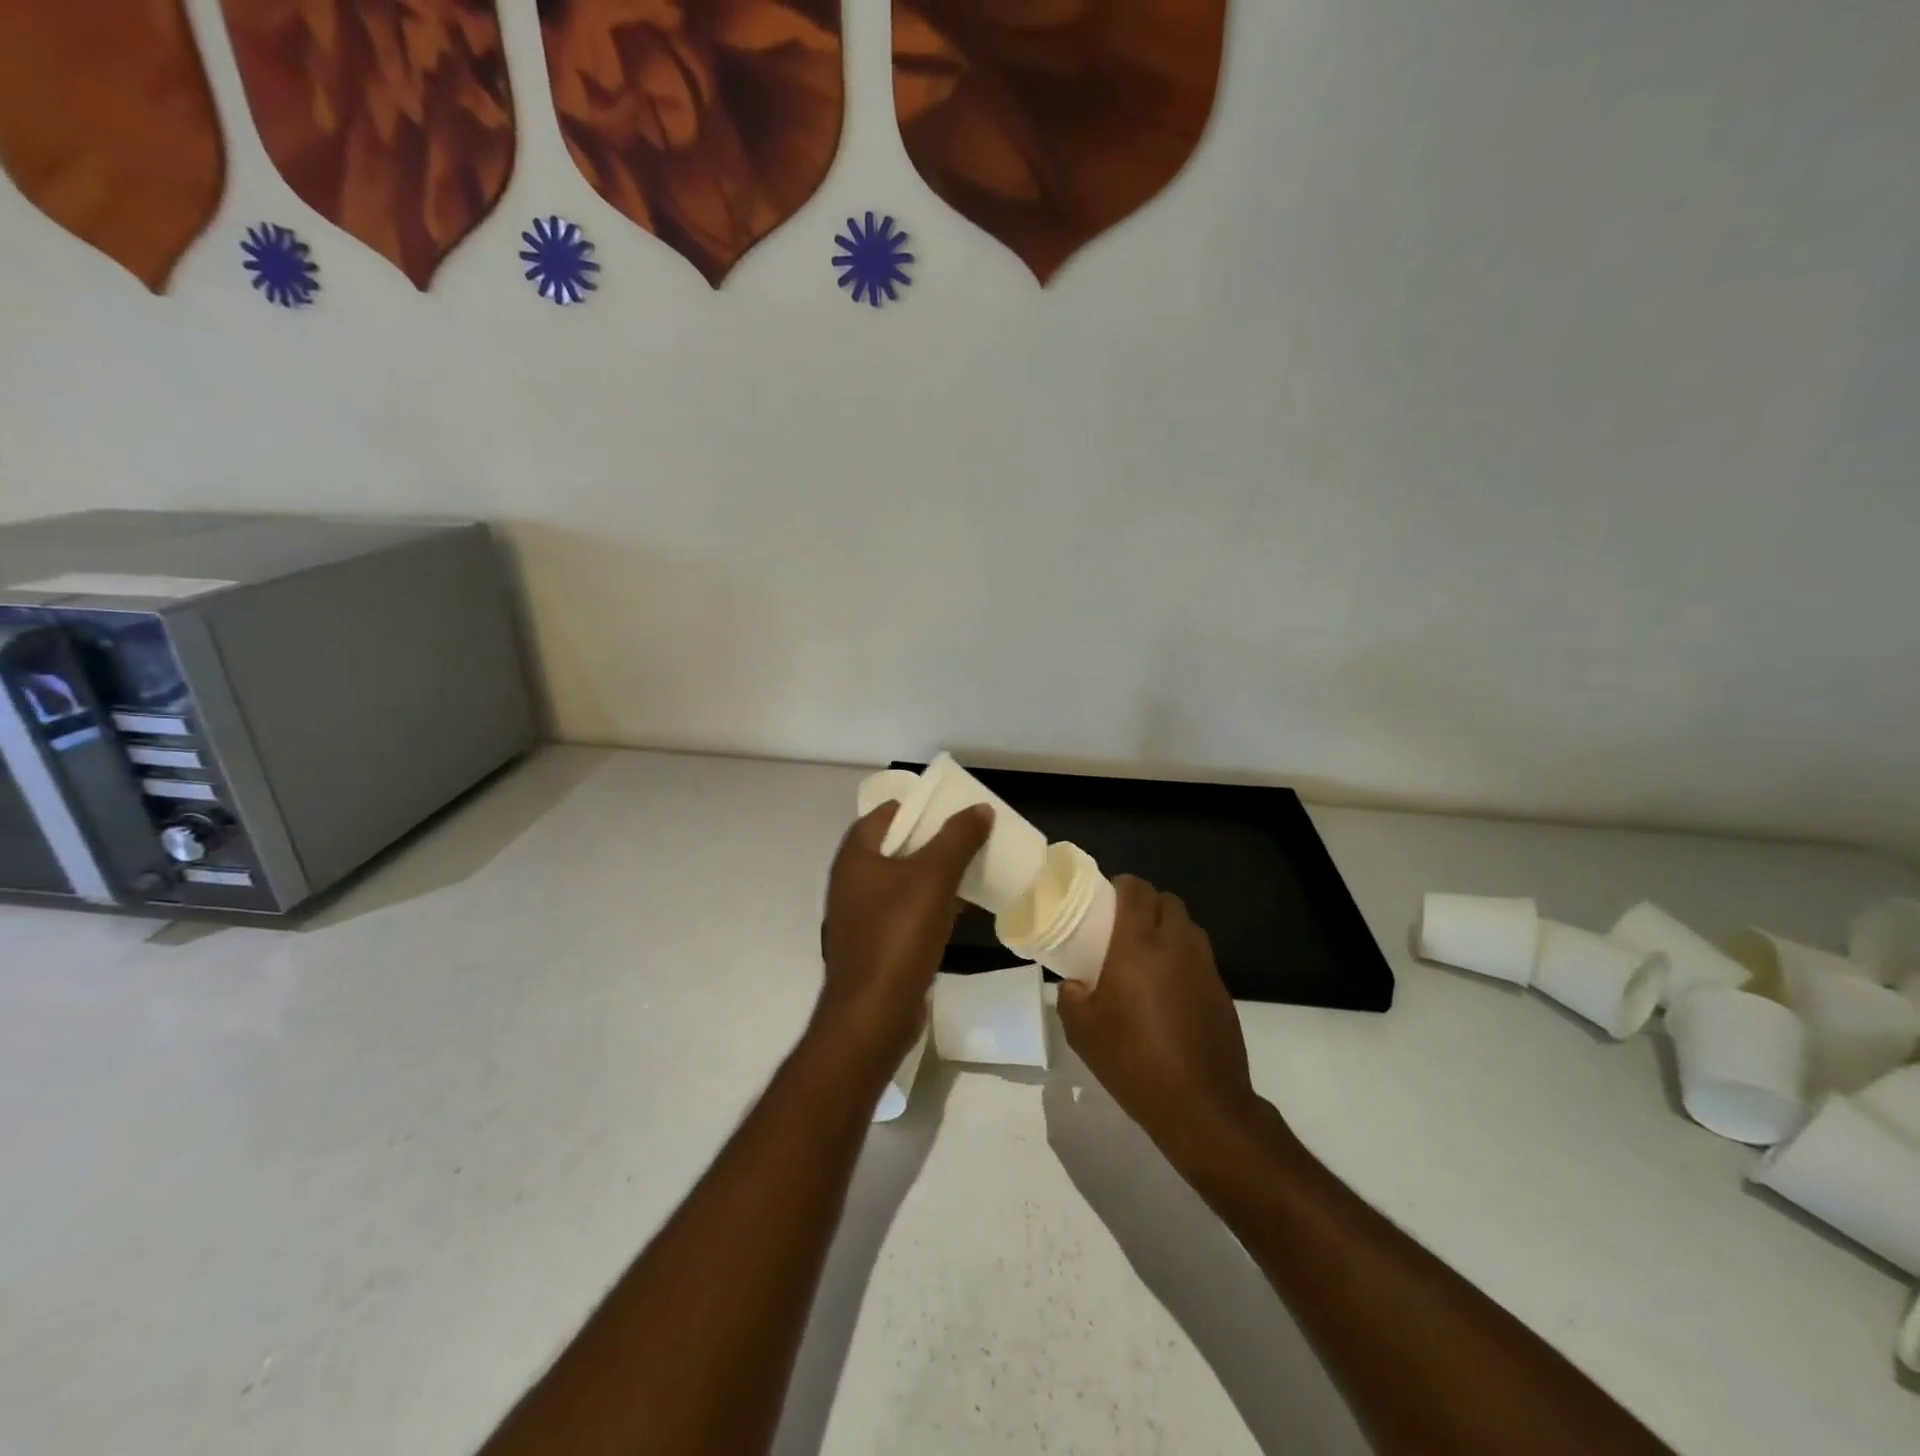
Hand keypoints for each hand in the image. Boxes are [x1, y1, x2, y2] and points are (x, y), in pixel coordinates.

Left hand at [816, 802, 991, 1066]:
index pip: (885, 814)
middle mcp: (852, 882)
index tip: (953, 808)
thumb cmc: (898, 937)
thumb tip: (980, 808)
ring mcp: (861, 916)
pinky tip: (960, 909)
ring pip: (903, 881)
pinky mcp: (875, 945)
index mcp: (855, 858)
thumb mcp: (933, 879)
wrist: (873, 1016)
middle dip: (933, 840)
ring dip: (935, 873)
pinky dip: (930, 904)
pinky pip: (906, 912)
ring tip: (973, 867)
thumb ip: (957, 839)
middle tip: (970, 836)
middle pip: (896, 847)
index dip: (918, 807)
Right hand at [1056, 875, 1263, 1160]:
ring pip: (1188, 926)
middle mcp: (1175, 945)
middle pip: (1167, 901)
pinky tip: (1169, 988)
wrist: (1201, 1105)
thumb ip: (1070, 999)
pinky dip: (1184, 957)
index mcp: (1138, 945)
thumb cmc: (1134, 1061)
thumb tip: (1074, 985)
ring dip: (1168, 927)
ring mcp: (1204, 967)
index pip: (1136, 891)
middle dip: (1147, 902)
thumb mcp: (1083, 1033)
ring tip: (1148, 953)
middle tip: (1124, 924)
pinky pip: (1201, 957)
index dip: (1122, 885)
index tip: (1106, 896)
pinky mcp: (1222, 991)